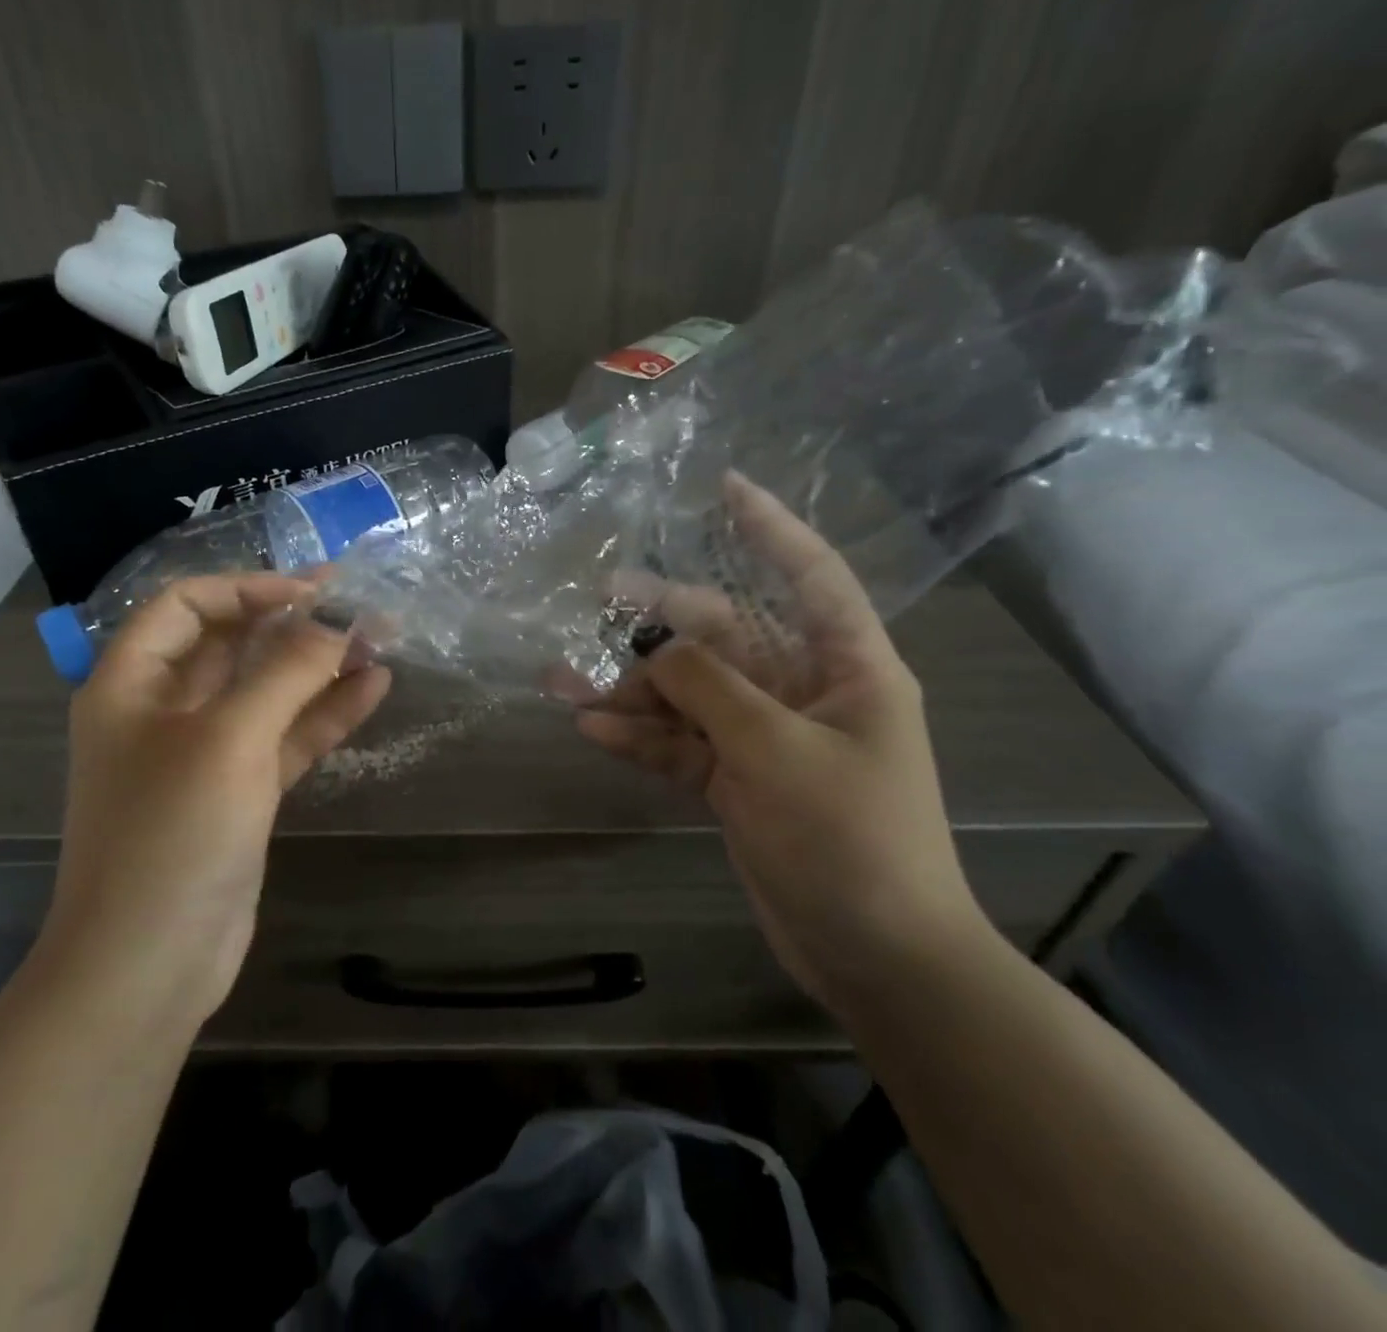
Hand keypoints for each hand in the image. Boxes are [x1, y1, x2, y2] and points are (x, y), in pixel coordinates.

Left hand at [34, 575, 390, 1025]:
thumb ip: (286, 672)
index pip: (187, 604)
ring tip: (379, 640)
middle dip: (293, 622)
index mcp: (132, 682)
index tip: (313, 593)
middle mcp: (162, 709)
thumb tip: (338, 623)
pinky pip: (283, 737)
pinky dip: (324, 713)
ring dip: (318, 666)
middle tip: (357, 604)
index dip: (249, 587)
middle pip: (231, 643)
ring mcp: (203, 754)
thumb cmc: (172, 835)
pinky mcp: (238, 792)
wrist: (148, 966)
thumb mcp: (230, 739)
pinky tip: (372, 689)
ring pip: (265, 691)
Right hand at [572, 474, 985, 1009]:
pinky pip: (681, 742)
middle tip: (601, 598)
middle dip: (664, 620)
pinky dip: (641, 735)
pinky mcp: (736, 780)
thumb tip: (656, 652)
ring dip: (634, 688)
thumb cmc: (848, 837)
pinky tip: (593, 728)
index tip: (726, 488)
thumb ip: (710, 687)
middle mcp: (804, 691)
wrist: (875, 955)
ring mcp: (765, 737)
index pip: (810, 574)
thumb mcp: (775, 750)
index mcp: (846, 667)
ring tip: (567, 680)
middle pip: (726, 635)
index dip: (771, 527)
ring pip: (691, 693)